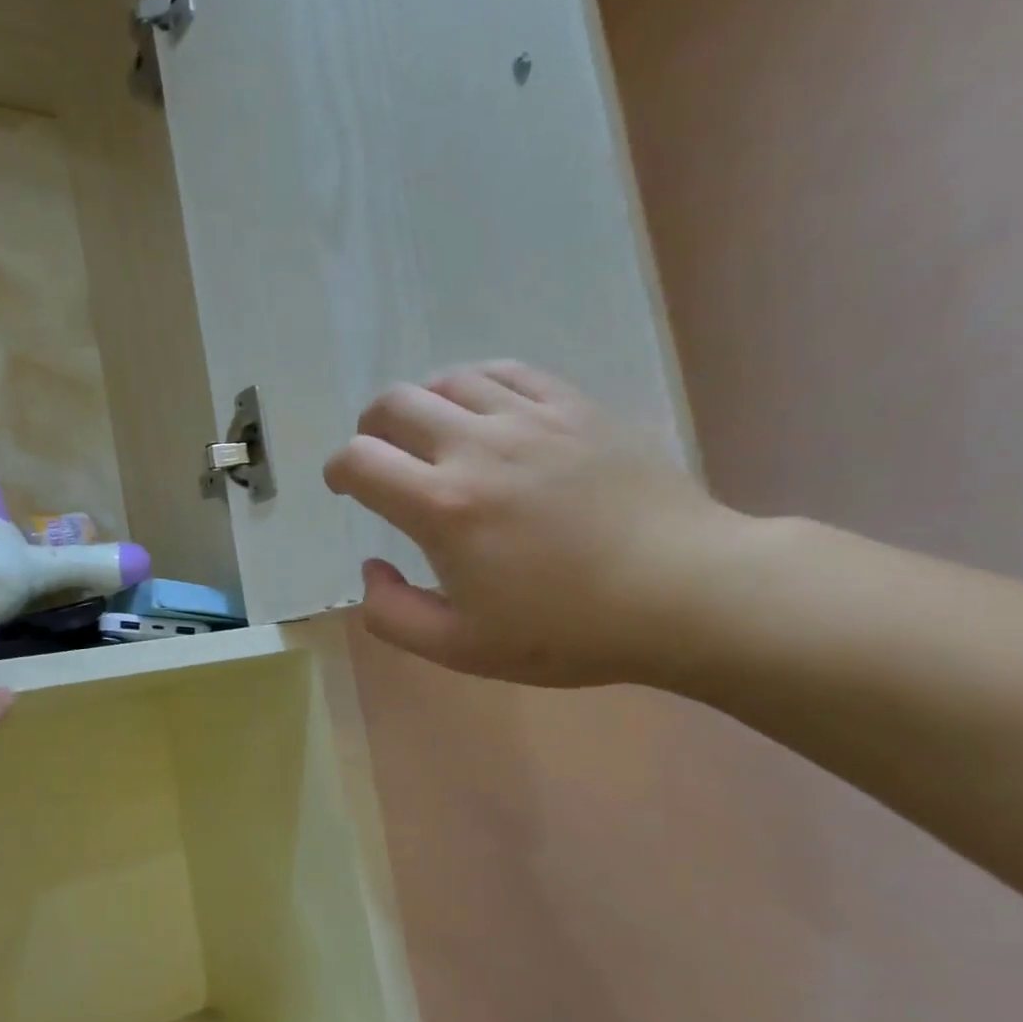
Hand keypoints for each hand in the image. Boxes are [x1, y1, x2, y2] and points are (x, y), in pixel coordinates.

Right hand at [323, 361, 750, 687]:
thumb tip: (371, 568)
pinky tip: (484, 411)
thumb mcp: (462, 649)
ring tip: (432, 436)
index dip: (339, 471)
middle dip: (371, 429)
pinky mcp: (574, 406)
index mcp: (442, 507)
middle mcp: (476, 447)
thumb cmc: (569, 630)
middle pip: (393, 404)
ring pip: (447, 380)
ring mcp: (529, 418)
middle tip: (382, 457)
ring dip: (422, 405)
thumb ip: (393, 614)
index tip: (345, 486)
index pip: (359, 461)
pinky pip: (506, 372)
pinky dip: (476, 386)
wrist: (683, 592)